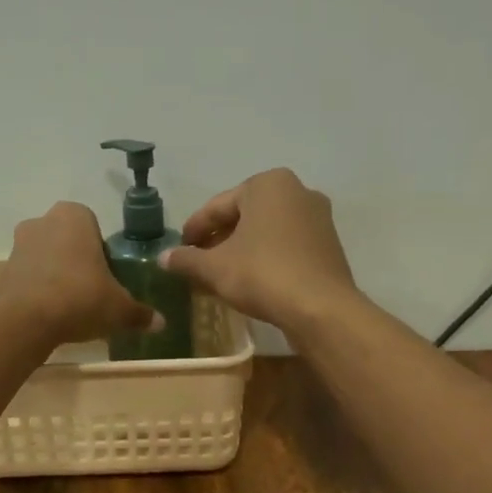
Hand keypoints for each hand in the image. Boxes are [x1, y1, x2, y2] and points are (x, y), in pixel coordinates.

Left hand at [0, 202, 159, 346]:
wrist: (27, 320)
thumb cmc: (81, 298)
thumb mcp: (119, 309)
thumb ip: (140, 314)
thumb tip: (161, 323)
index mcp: (75, 215)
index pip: (95, 228)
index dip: (102, 254)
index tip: (107, 279)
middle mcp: (43, 220)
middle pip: (68, 242)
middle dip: (78, 263)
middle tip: (91, 293)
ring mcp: (18, 244)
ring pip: (46, 258)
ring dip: (56, 277)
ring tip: (70, 308)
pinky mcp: (2, 269)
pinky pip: (29, 277)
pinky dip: (38, 291)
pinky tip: (50, 314)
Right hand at [160, 168, 358, 335]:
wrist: (320, 308)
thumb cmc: (262, 275)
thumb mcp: (215, 268)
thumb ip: (186, 260)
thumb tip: (163, 257)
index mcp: (267, 184)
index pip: (218, 206)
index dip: (194, 230)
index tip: (179, 250)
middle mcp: (297, 191)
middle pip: (244, 217)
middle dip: (218, 240)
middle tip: (197, 264)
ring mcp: (317, 218)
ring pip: (265, 232)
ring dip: (240, 251)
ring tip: (220, 276)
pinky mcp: (328, 245)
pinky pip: (285, 246)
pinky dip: (264, 259)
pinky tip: (250, 282)